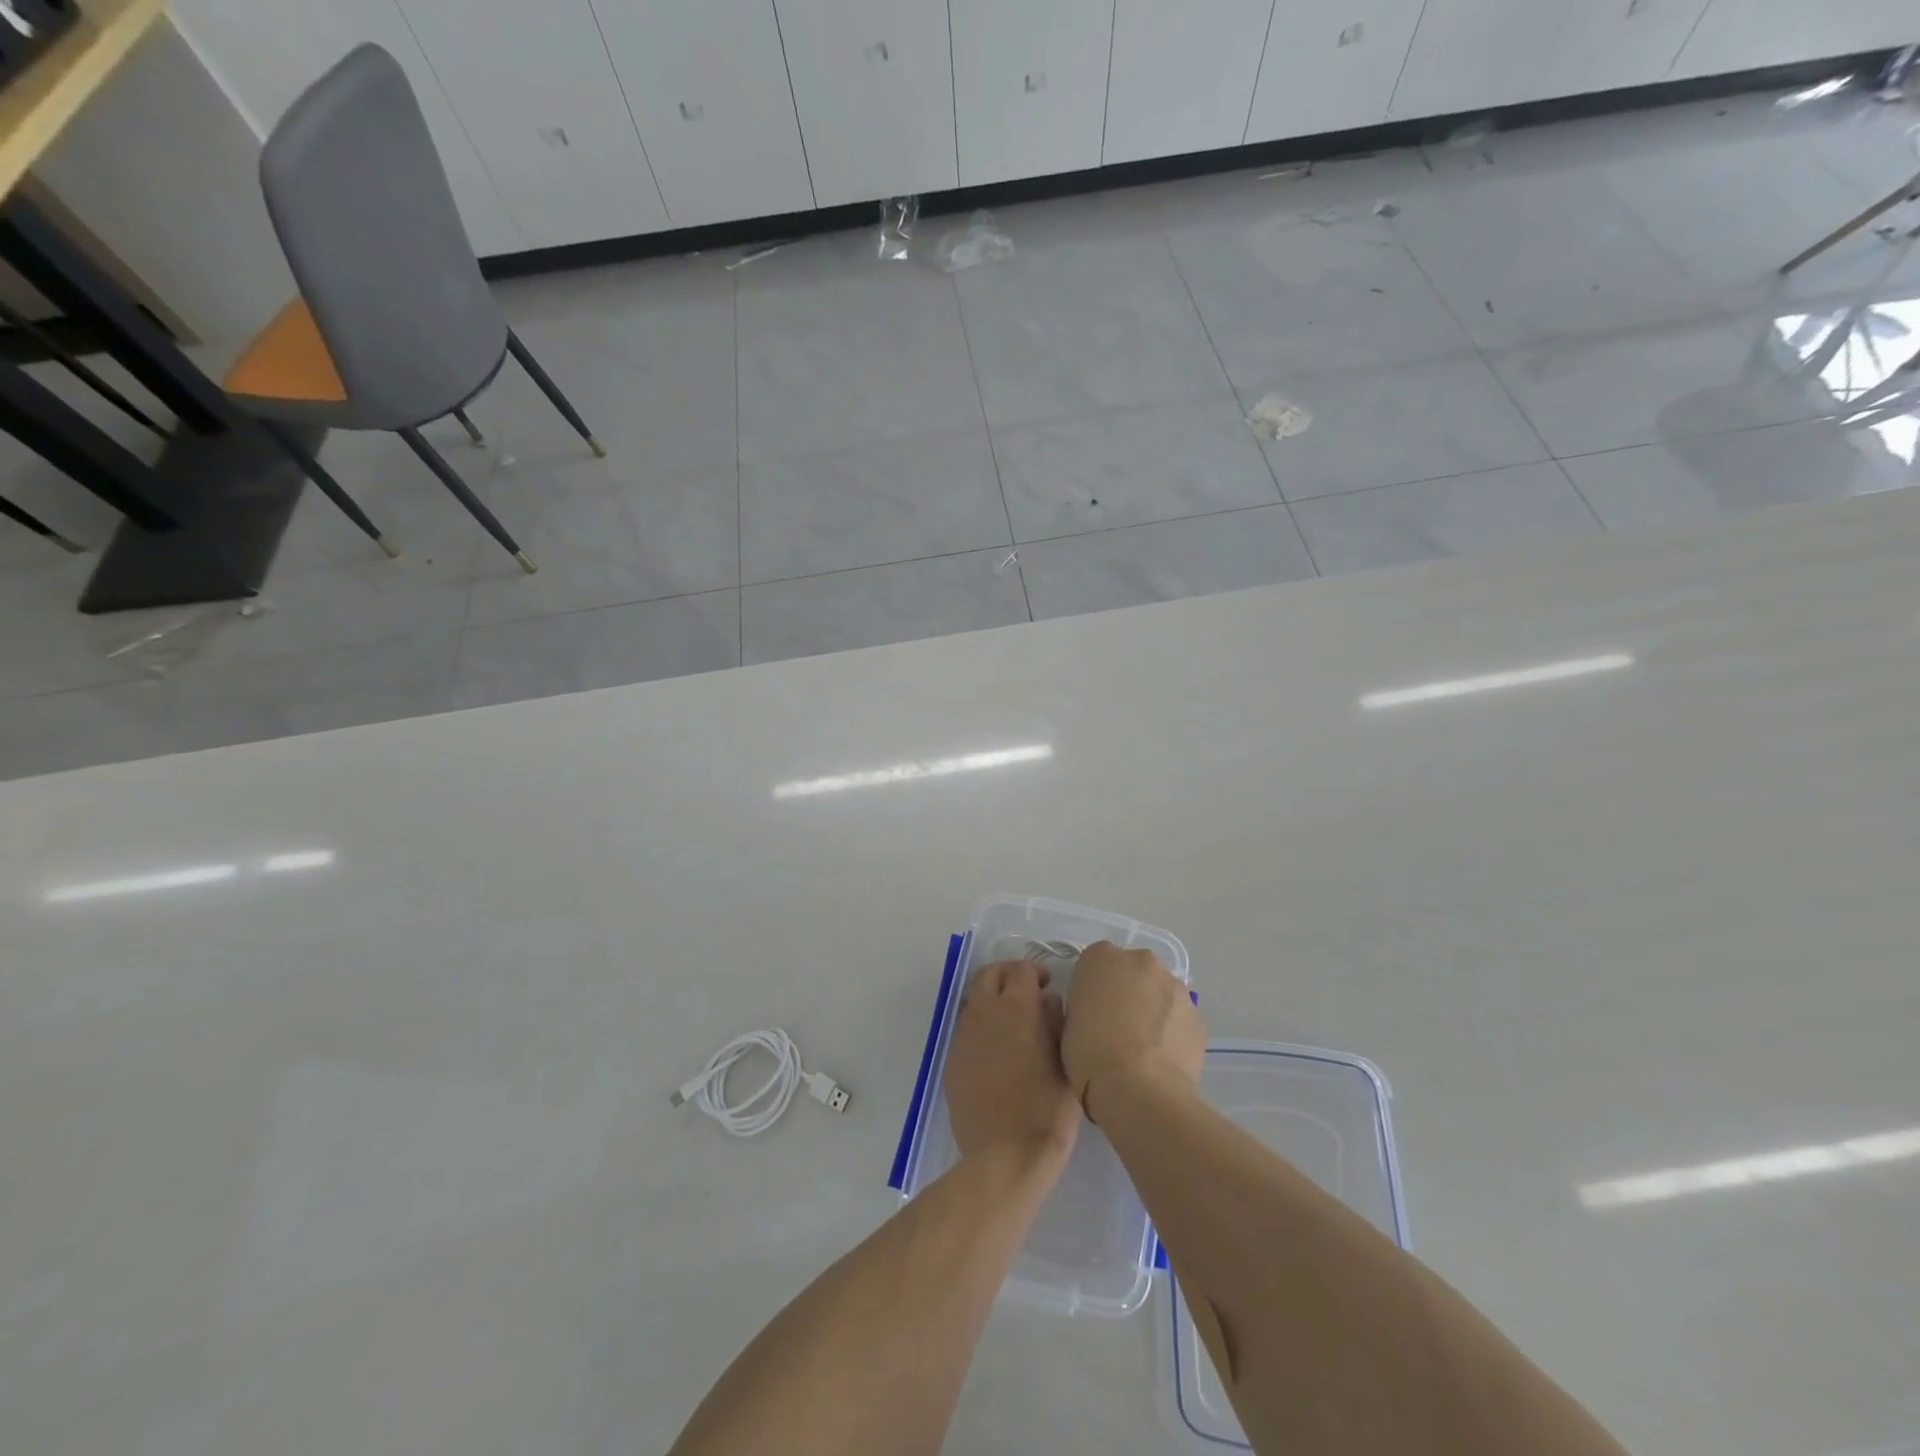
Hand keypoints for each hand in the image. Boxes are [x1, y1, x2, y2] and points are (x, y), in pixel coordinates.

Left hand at [945, 960, 1079, 1162]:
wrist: (1007, 1154)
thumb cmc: (1047, 1107)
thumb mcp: (1065, 1059)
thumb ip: (1055, 1020)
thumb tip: (1047, 1000)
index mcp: (1017, 1006)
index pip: (1022, 969)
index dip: (1037, 972)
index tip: (1048, 985)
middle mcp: (985, 1011)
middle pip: (990, 974)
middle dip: (1008, 976)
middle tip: (1026, 993)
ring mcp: (964, 1035)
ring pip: (975, 1000)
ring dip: (992, 1000)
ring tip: (1011, 1023)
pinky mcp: (952, 1059)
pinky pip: (966, 1030)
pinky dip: (981, 1028)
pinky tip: (996, 1052)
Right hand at [1061, 941, 1205, 1120]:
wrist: (1139, 1090)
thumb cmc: (1090, 1054)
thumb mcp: (1067, 1023)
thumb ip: (1084, 1005)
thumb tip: (1097, 1013)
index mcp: (1101, 957)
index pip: (1094, 962)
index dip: (1092, 988)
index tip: (1089, 1012)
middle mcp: (1141, 960)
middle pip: (1132, 970)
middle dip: (1127, 991)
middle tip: (1116, 1027)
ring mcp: (1174, 985)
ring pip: (1159, 991)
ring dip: (1152, 1009)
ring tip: (1143, 1048)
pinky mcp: (1197, 1014)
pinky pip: (1179, 1017)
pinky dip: (1171, 1030)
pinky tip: (1162, 1058)